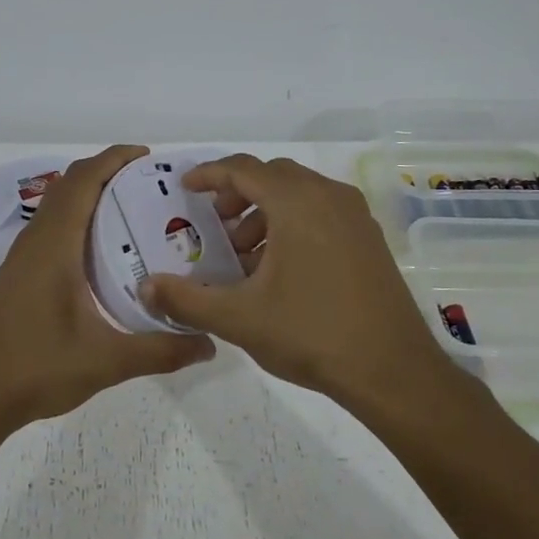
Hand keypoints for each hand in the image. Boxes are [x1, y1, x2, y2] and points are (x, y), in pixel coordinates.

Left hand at [0, 145, 214, 426]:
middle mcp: (36, 240)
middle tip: (151, 184)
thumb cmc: (37, 368)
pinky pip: (52, 227)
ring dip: (90, 194)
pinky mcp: (20, 273)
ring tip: (134, 209)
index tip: (149, 157)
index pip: (83, 181)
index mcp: (55, 245)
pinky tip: (104, 250)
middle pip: (70, 184)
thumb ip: (161, 350)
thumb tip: (209, 344)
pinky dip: (78, 218)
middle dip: (108, 173)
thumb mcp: (108, 361)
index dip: (114, 159)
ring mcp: (24, 256)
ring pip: (58, 205)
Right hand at [138, 154, 453, 404]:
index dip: (209, 174)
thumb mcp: (238, 318)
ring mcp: (355, 217)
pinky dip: (293, 224)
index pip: (244, 169)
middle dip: (238, 194)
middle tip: (215, 225)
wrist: (391, 370)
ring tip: (245, 256)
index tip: (185, 188)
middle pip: (273, 176)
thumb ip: (186, 298)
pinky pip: (322, 212)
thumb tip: (146, 287)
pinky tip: (281, 269)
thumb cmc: (310, 333)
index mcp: (296, 203)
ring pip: (300, 194)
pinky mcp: (369, 239)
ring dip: (266, 212)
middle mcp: (329, 196)